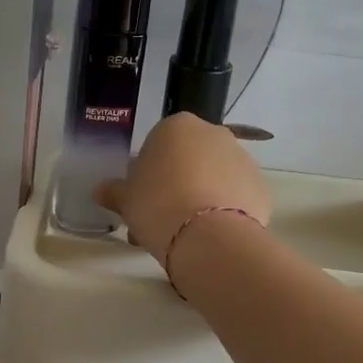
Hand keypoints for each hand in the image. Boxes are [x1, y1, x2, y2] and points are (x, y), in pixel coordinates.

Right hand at [93, 112, 271, 267]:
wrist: (206, 236)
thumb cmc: (156, 205)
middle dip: (177, 183)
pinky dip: (225, 212)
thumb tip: (101, 191)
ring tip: (185, 234)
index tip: (144, 198)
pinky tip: (210, 235)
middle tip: (161, 217)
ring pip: (215, 177)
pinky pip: (236, 197)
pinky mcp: (261, 187)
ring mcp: (242, 158)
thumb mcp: (126, 200)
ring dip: (201, 197)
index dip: (150, 172)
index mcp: (177, 126)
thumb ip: (114, 191)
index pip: (159, 144)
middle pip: (191, 158)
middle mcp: (214, 133)